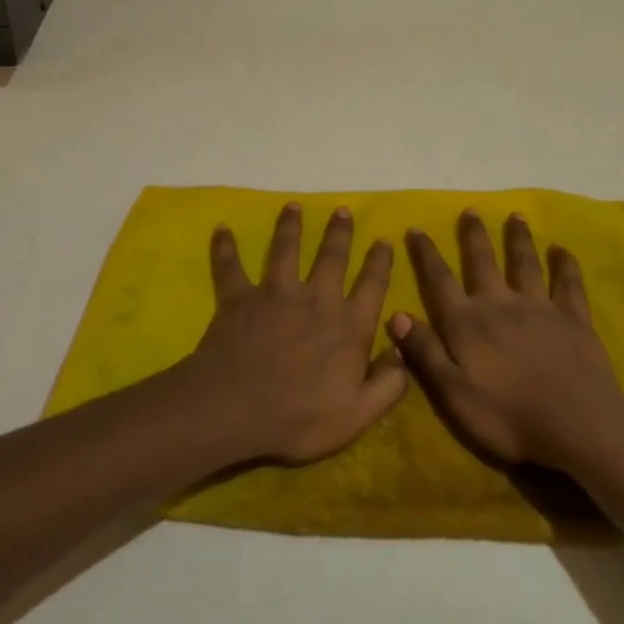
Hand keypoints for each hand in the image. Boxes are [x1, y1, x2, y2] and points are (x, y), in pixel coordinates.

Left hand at [179, 203, 405, 464]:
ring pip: (285, 249)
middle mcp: (316, 299)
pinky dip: (225, 248)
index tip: (384, 240)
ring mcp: (276, 293)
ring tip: (293, 206)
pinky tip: (221, 229)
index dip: (380, 262)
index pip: (371, 287)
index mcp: (347, 327)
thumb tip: (402, 351)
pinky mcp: (240, 296)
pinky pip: (231, 266)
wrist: (237, 408)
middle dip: (339, 232)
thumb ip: (387, 384)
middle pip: (331, 257)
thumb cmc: (300, 417)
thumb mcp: (357, 415)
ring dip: (290, 226)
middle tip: (343, 210)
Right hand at [389, 211, 623, 472]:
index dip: (426, 254)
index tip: (416, 228)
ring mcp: (540, 308)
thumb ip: (425, 352)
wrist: (578, 426)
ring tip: (515, 216)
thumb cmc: (509, 417)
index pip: (440, 280)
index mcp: (467, 323)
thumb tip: (396, 314)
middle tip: (470, 210)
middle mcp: (500, 304)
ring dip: (518, 238)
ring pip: (525, 263)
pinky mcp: (573, 319)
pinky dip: (565, 264)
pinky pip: (569, 284)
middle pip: (483, 261)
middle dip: (474, 235)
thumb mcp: (454, 394)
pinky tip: (562, 249)